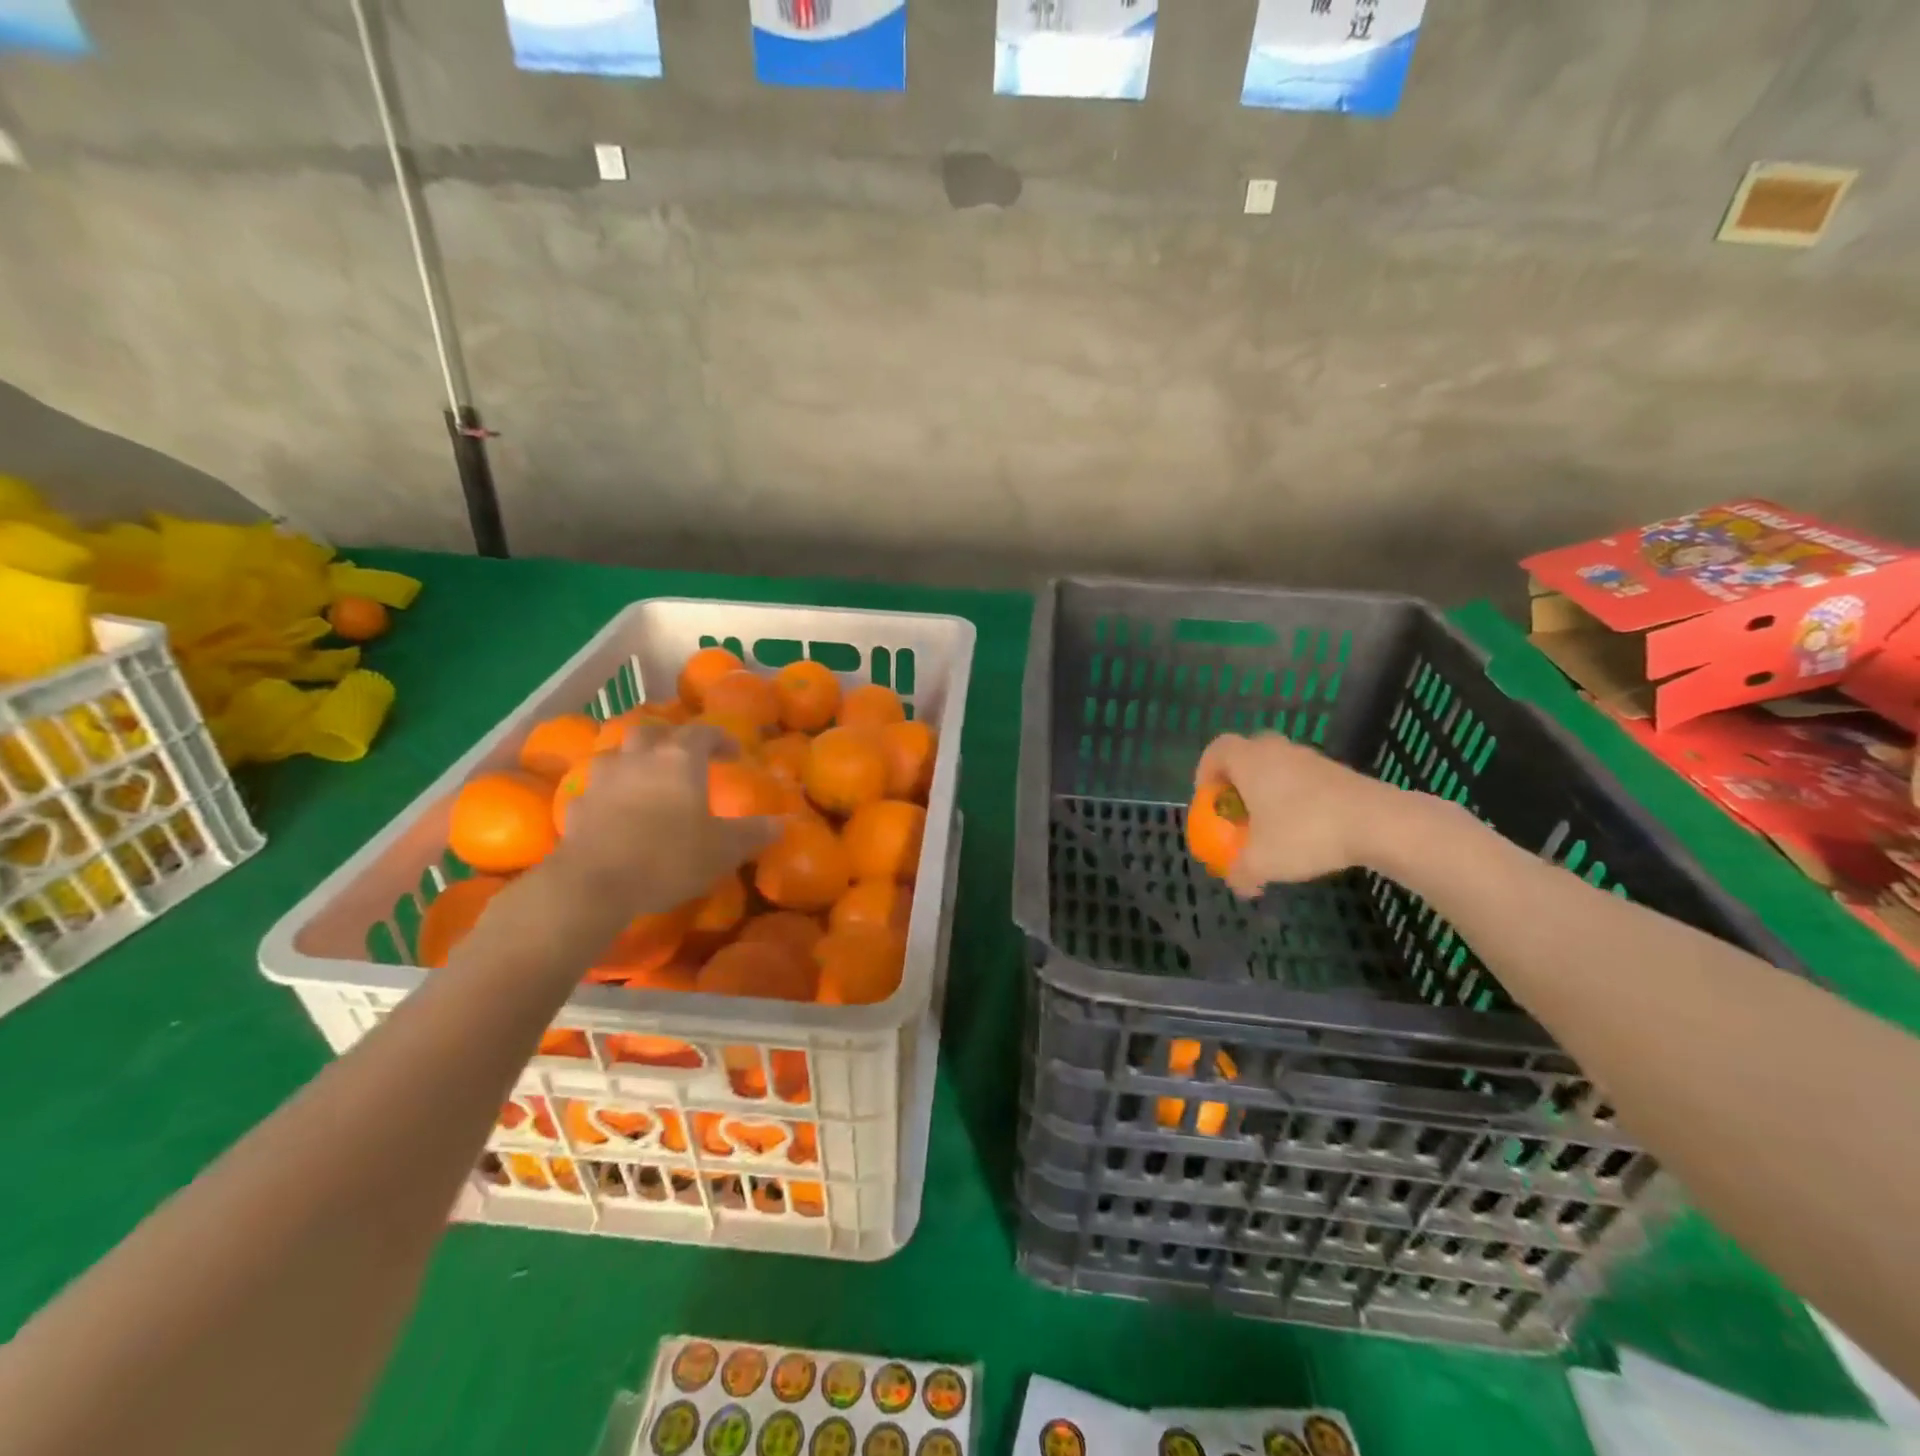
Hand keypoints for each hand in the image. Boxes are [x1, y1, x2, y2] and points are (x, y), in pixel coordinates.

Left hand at [548, 724, 777, 913]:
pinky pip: (597, 788)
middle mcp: (640, 758)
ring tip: (647, 780)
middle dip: (671, 740)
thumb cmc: (669, 857)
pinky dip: (609, 793)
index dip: (720, 739)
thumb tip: (780, 824)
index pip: (703, 732)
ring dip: (635, 760)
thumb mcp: (724, 850)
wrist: (595, 884)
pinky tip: (615, 811)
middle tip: (685, 759)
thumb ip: (753, 833)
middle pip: (654, 732)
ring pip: (619, 754)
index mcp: (680, 759)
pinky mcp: (578, 805)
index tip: (733, 753)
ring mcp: (603, 779)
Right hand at [1195, 732, 1403, 896]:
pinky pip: (1304, 779)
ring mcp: (1311, 758)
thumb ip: (1241, 872)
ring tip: (1272, 825)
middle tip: (1237, 810)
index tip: (1209, 799)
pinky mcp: (1339, 772)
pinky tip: (1305, 829)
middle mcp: (1277, 751)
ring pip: (1278, 767)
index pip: (1216, 750)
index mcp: (1249, 761)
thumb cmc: (1306, 832)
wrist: (1380, 823)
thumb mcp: (1263, 862)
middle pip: (1246, 754)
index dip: (1205, 772)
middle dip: (1237, 781)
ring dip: (1269, 790)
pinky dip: (1296, 798)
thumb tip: (1238, 884)